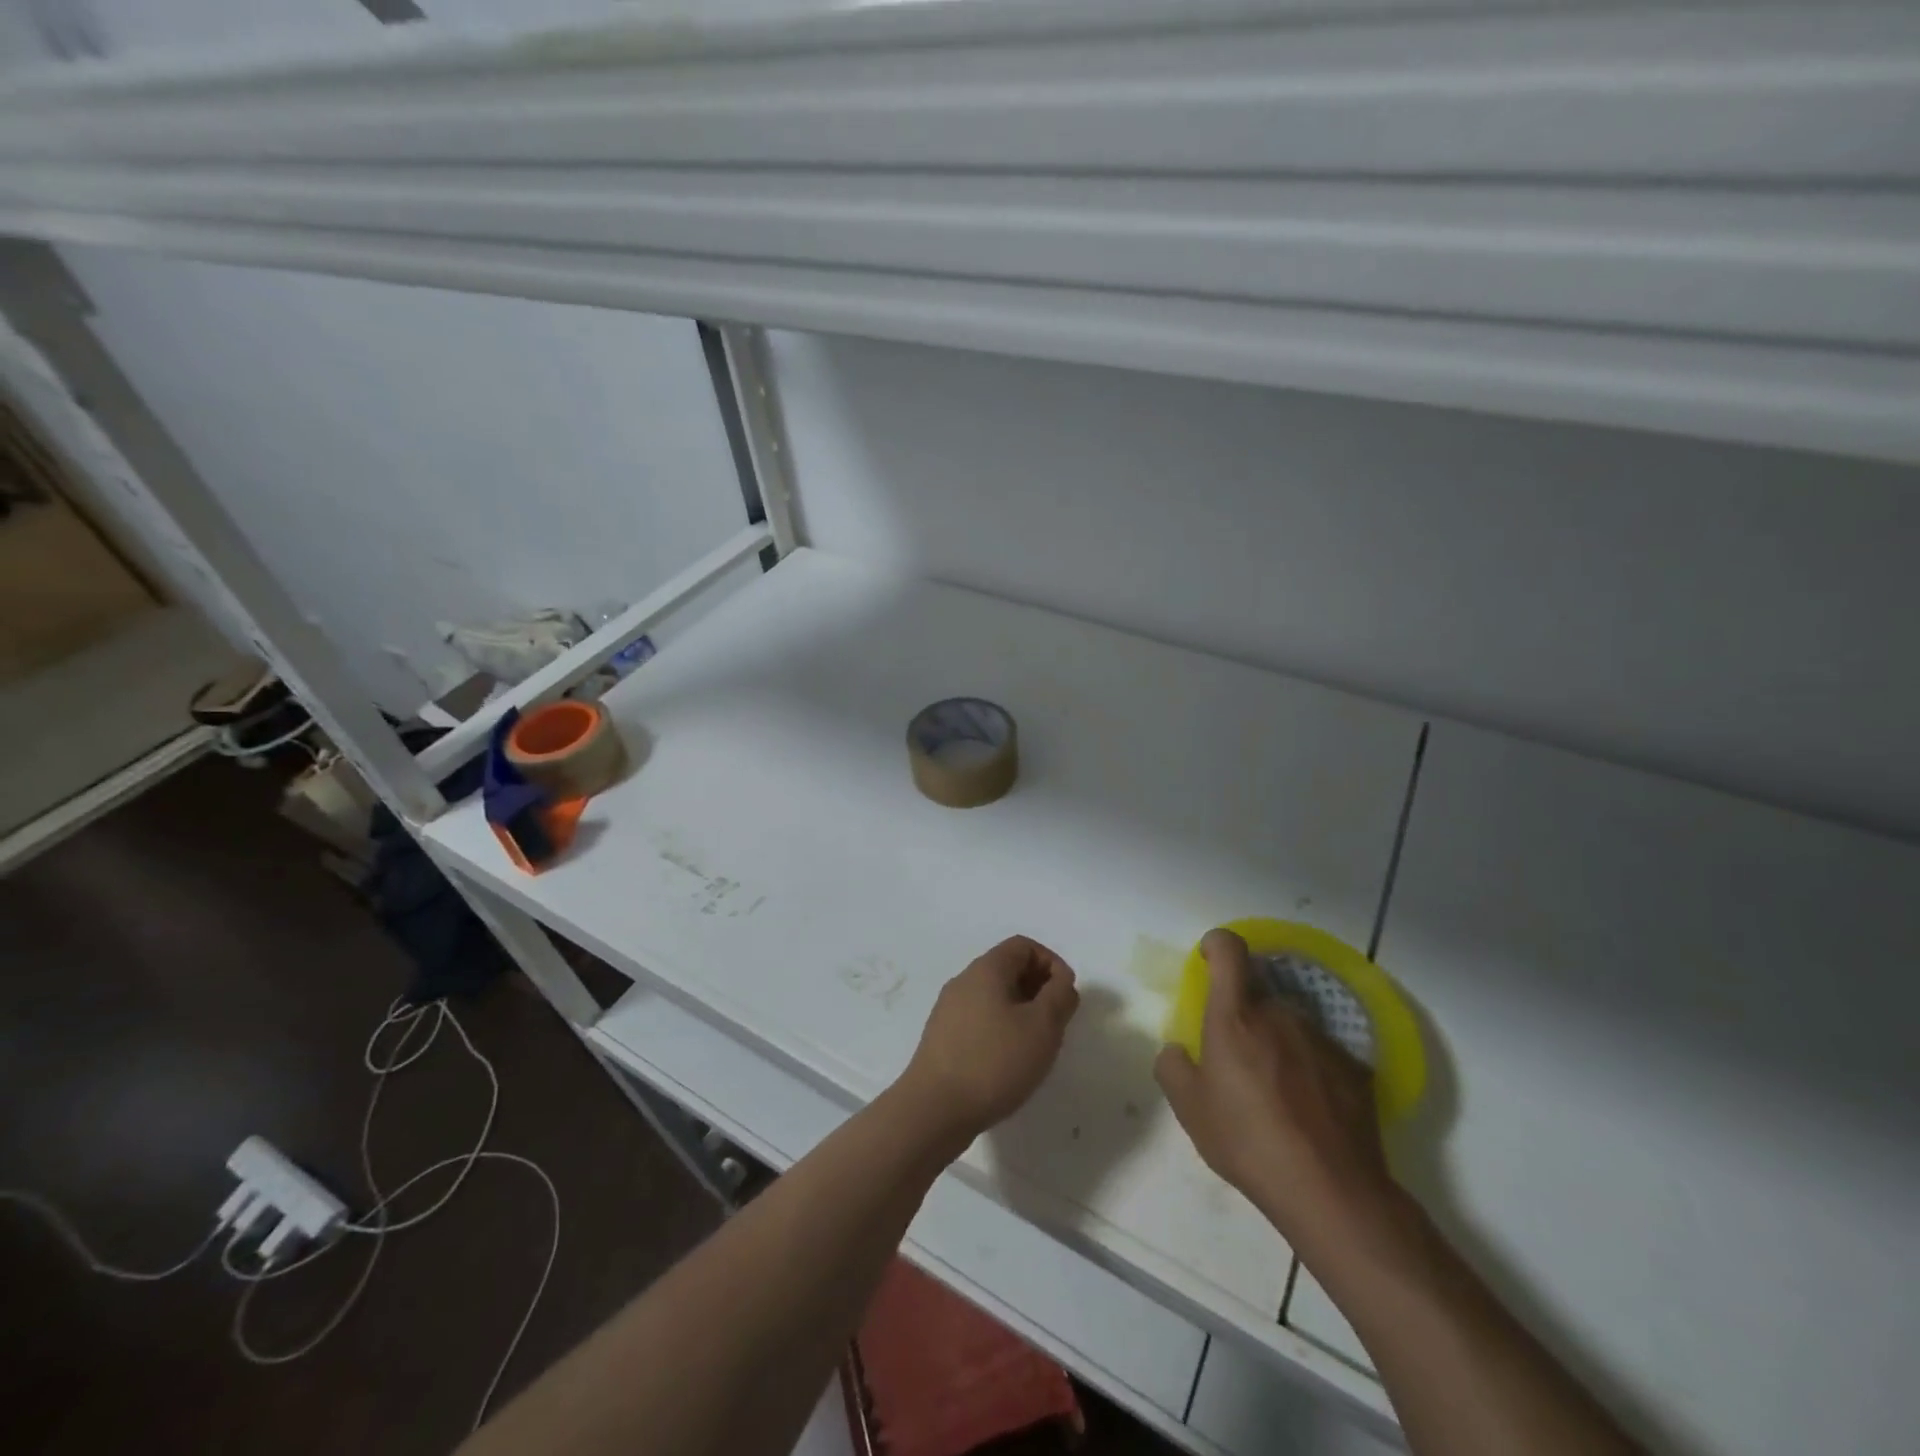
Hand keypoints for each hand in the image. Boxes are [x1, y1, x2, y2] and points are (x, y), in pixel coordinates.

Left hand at [897, 936, 1079, 1150]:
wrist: (934, 1109)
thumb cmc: (994, 1061)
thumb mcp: (1042, 1026)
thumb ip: (1059, 996)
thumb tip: (1061, 981)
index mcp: (986, 969)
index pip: (1023, 946)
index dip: (1051, 963)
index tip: (1066, 995)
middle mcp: (964, 981)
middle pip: (1008, 968)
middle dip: (1038, 988)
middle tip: (1056, 1022)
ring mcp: (949, 1009)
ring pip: (994, 996)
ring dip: (1021, 1011)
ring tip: (1036, 1045)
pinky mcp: (943, 1037)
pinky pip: (980, 1019)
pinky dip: (1001, 1029)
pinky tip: (1009, 1062)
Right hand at [1155, 929, 1404, 1261]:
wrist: (1331, 1191)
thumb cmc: (1247, 1141)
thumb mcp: (1189, 1109)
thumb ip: (1173, 1066)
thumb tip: (1178, 1050)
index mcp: (1235, 1016)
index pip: (1229, 950)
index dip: (1217, 944)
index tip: (1208, 959)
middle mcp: (1280, 1014)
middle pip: (1259, 992)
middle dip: (1244, 1011)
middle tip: (1238, 1055)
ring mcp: (1322, 1039)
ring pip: (1290, 1023)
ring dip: (1278, 1040)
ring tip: (1276, 1090)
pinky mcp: (1354, 1068)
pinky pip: (1321, 1053)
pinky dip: (1309, 1068)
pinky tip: (1308, 1110)